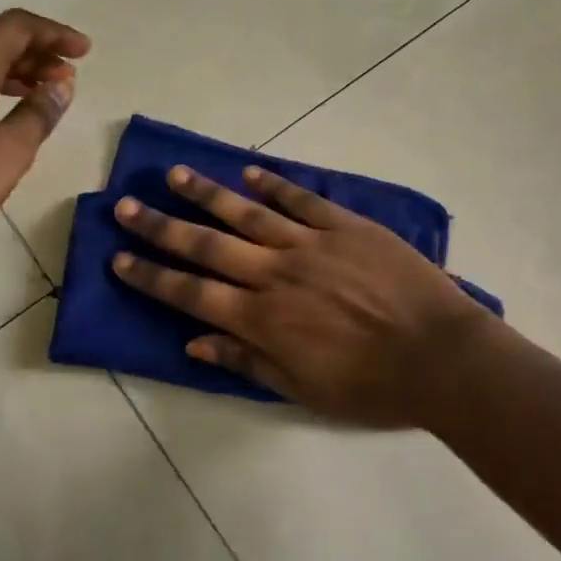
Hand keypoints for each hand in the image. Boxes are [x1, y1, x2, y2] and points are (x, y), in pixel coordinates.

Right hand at [110, 164, 493, 425]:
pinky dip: (274, 184)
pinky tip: (250, 171)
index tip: (119, 258)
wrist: (441, 356)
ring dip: (207, 194)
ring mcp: (310, 244)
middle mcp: (275, 274)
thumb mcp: (303, 389)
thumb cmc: (372, 385)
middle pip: (206, 245)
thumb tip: (194, 342)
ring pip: (247, 212)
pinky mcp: (345, 226)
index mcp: (262, 318)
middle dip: (161, 227)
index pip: (191, 293)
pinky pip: (301, 200)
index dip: (152, 276)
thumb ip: (247, 360)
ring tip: (174, 175)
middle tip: (126, 206)